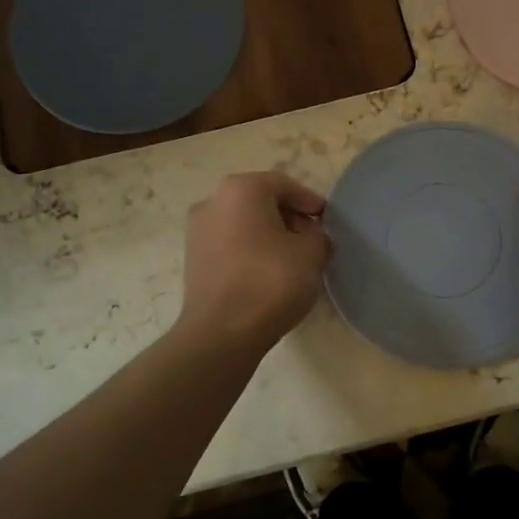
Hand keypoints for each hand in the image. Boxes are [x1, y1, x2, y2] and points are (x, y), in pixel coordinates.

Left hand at [179, 172, 331, 352]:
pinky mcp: (193, 261)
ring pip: (244, 224)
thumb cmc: (270, 281)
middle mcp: (213, 202)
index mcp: (241, 189)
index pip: (283, 184)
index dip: (309, 200)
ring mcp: (197, 232)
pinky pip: (230, 246)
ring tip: (293, 261)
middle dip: (289, 218)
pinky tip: (268, 276)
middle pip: (260, 201)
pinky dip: (251, 253)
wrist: (221, 333)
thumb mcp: (312, 254)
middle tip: (312, 240)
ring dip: (269, 236)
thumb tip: (313, 238)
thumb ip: (319, 237)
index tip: (326, 219)